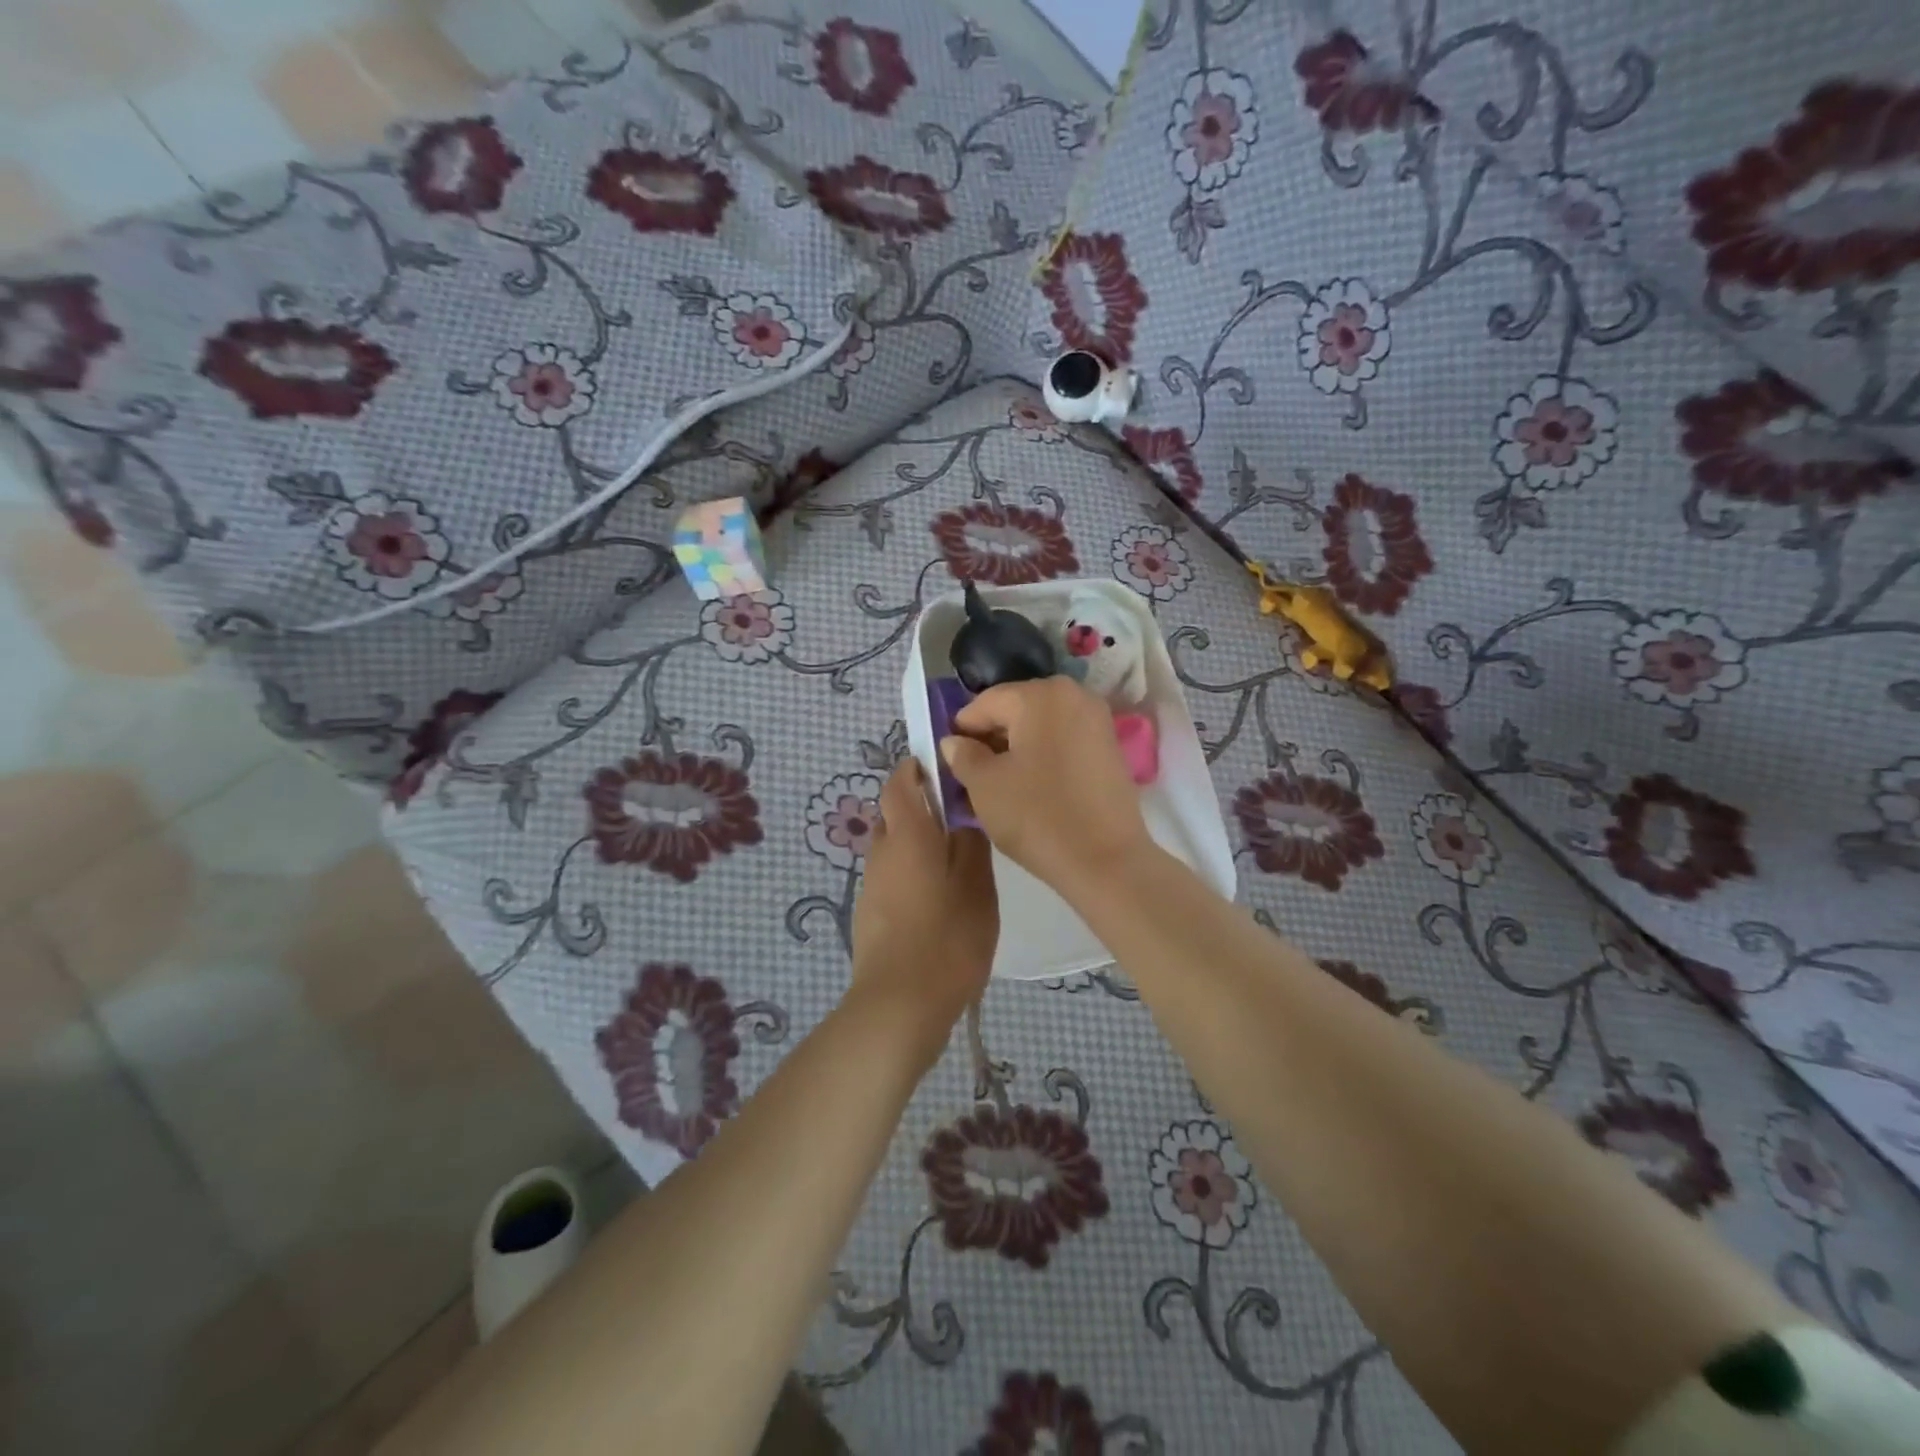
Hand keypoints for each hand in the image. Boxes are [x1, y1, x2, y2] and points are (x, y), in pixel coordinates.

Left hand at [850, 759, 998, 1032]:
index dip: (916, 767)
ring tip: (955, 862)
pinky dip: (911, 873)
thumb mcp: (977, 887)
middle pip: (894, 814)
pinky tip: (938, 899)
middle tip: (959, 819)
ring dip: (917, 843)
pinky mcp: (869, 914)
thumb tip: (961, 819)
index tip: (943, 768)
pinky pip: (891, 876)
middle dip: (920, 807)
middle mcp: (881, 852)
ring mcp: (871, 885)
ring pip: (893, 847)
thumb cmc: (947, 939)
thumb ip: (971, 845)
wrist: (899, 1005)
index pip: (899, 782)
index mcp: (907, 835)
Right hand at [939, 677, 1151, 897]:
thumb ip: (963, 756)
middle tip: (972, 775)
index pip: (985, 703)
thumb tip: (955, 742)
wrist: (1106, 861)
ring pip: (1041, 727)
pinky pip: (1064, 741)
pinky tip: (1031, 787)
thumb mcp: (985, 786)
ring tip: (1000, 785)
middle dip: (991, 738)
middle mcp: (1073, 695)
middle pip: (1016, 710)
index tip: (949, 761)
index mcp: (1040, 695)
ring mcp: (1097, 720)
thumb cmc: (1038, 816)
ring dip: (1017, 749)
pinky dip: (1043, 756)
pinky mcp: (1110, 747)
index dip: (962, 731)